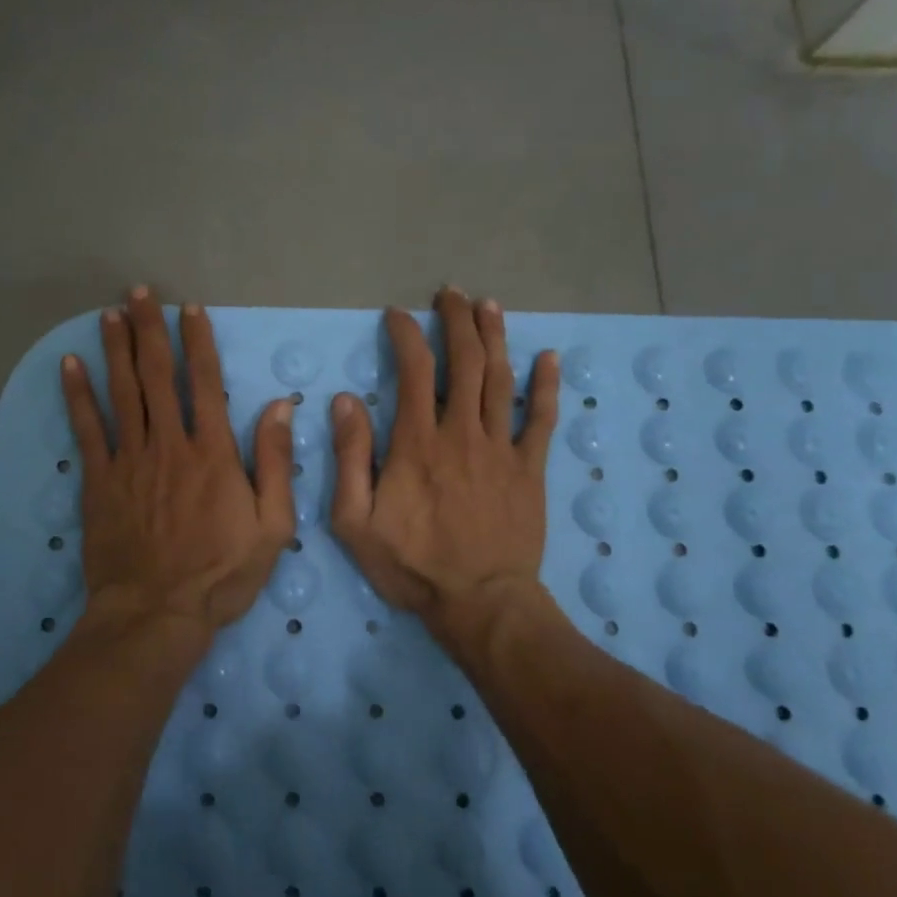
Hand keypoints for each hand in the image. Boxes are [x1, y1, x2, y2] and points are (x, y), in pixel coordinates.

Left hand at [61, 288, 296, 634]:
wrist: (157, 613)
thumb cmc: (222, 573)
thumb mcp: (273, 525)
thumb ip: (277, 463)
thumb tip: (280, 407)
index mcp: (213, 452)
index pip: (206, 383)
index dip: (199, 343)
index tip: (191, 310)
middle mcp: (169, 444)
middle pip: (158, 375)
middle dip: (150, 330)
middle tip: (140, 292)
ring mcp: (130, 461)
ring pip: (122, 393)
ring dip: (116, 349)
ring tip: (109, 313)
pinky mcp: (100, 481)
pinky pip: (88, 430)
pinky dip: (79, 395)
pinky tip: (70, 366)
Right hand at [330, 289, 559, 637]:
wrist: (480, 602)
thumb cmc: (412, 565)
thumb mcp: (355, 521)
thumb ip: (350, 458)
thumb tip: (346, 401)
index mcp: (417, 443)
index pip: (413, 370)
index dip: (405, 335)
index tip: (396, 315)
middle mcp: (462, 432)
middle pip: (464, 362)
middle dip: (456, 321)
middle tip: (450, 293)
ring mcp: (501, 448)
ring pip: (501, 379)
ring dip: (495, 337)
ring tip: (488, 305)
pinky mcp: (530, 469)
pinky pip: (542, 419)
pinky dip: (547, 386)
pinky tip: (549, 357)